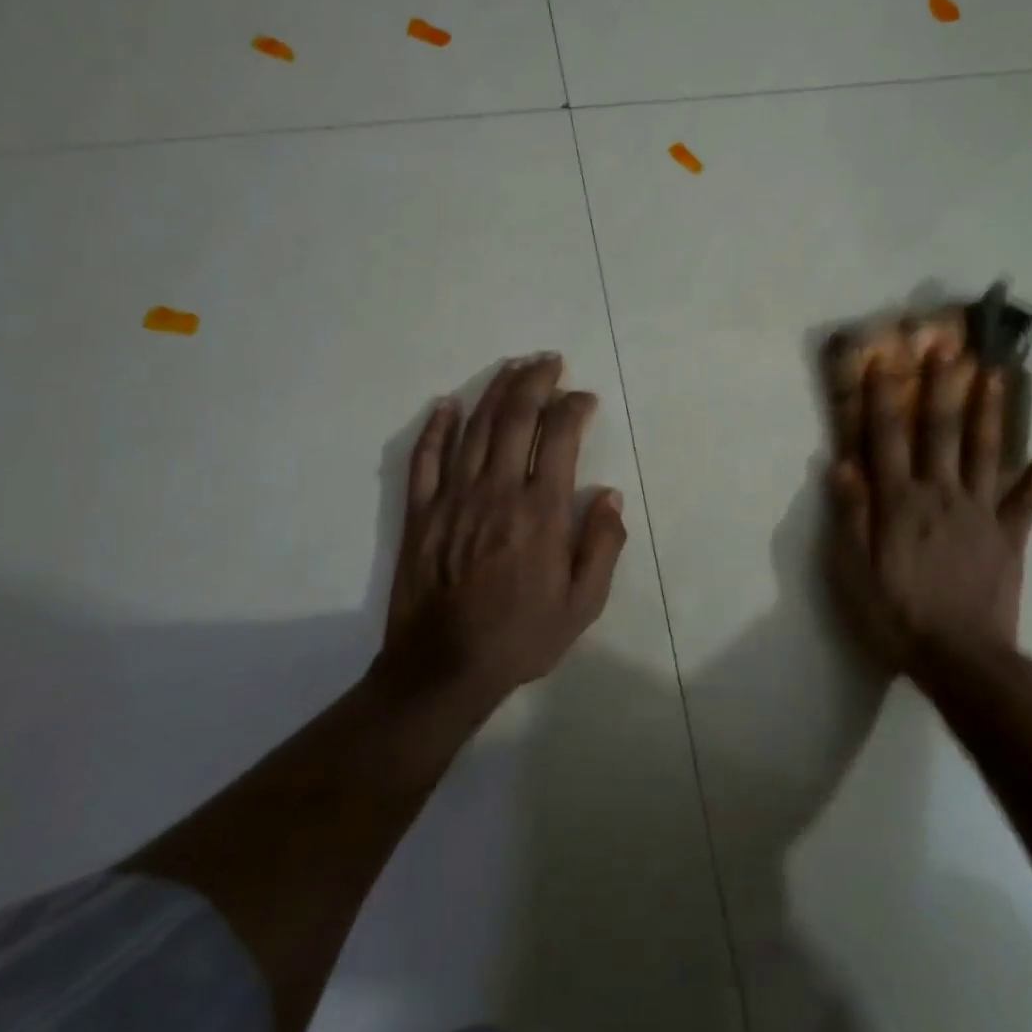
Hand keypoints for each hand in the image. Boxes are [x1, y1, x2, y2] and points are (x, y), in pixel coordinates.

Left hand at [378, 354, 627, 704]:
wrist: (443, 670)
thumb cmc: (521, 637)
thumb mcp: (583, 604)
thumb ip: (603, 546)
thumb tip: (610, 496)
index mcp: (541, 511)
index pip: (560, 436)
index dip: (574, 407)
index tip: (584, 399)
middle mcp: (498, 492)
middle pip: (515, 417)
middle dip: (536, 381)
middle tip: (549, 361)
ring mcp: (453, 498)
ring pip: (474, 427)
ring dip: (496, 390)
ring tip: (514, 366)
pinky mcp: (420, 513)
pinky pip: (424, 458)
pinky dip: (436, 427)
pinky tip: (448, 403)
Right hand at [827, 353, 1031, 673]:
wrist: (962, 660)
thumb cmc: (896, 615)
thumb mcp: (853, 572)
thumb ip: (851, 515)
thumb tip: (843, 463)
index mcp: (901, 501)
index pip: (887, 437)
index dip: (881, 396)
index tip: (880, 359)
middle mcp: (942, 494)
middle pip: (941, 431)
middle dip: (941, 386)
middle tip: (948, 347)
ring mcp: (981, 514)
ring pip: (986, 453)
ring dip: (990, 413)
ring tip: (996, 376)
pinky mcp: (1009, 539)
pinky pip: (1024, 506)